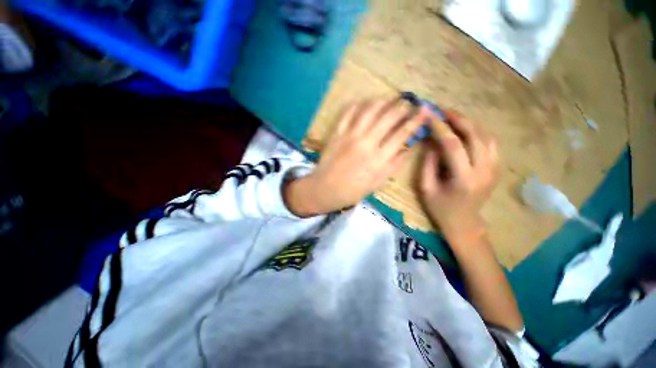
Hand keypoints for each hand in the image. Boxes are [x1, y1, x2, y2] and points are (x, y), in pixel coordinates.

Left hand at [285, 98, 430, 216]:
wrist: (325, 189)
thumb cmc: (352, 190)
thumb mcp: (377, 183)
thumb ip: (393, 165)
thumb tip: (407, 149)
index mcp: (379, 158)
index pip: (402, 134)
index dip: (415, 120)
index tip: (424, 111)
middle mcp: (366, 143)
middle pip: (388, 117)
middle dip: (401, 108)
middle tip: (407, 104)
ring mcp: (350, 135)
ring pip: (369, 111)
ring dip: (382, 102)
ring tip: (389, 100)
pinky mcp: (337, 133)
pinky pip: (348, 113)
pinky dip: (357, 105)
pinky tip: (364, 103)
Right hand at [419, 111, 499, 243]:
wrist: (464, 223)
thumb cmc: (440, 208)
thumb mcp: (426, 188)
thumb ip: (428, 163)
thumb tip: (432, 141)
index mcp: (463, 178)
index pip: (452, 145)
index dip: (439, 127)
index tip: (428, 115)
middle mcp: (484, 171)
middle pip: (475, 135)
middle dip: (458, 119)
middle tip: (442, 111)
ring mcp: (494, 169)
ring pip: (486, 136)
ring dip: (469, 124)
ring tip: (452, 118)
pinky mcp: (496, 168)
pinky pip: (490, 143)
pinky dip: (478, 132)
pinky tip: (465, 131)